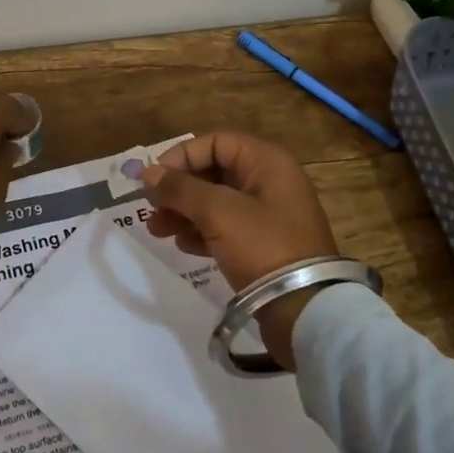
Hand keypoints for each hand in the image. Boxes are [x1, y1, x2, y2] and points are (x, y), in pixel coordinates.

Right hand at [140, 132, 340, 369]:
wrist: (305, 309)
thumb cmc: (263, 246)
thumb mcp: (218, 212)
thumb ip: (180, 189)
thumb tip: (148, 173)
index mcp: (267, 162)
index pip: (215, 143)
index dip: (182, 156)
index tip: (155, 179)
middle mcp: (268, 182)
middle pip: (213, 172)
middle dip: (179, 189)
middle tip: (150, 207)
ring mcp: (267, 215)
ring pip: (215, 202)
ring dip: (183, 212)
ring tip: (156, 230)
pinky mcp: (262, 245)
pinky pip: (224, 228)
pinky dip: (200, 232)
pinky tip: (181, 245)